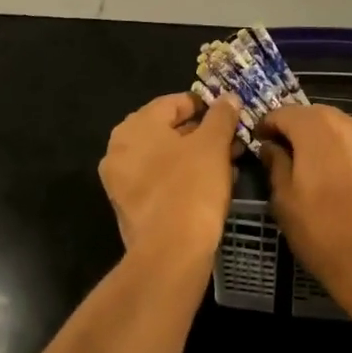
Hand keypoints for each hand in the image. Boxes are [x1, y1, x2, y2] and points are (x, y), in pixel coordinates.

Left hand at [99, 92, 241, 269]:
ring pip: (165, 157)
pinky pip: (159, 181)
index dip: (204, 106)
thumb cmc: (191, 188)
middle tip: (231, 140)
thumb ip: (221, 116)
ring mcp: (120, 180)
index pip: (173, 103)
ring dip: (195, 157)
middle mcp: (119, 148)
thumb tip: (228, 98)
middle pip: (167, 130)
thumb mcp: (213, 145)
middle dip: (202, 134)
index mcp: (135, 126)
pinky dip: (182, 178)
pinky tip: (210, 186)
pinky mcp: (129, 208)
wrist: (170, 255)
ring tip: (227, 163)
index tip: (229, 115)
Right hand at [258, 104, 351, 318]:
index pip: (282, 113)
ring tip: (311, 170)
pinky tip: (340, 183)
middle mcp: (346, 122)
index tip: (259, 144)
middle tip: (282, 156)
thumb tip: (272, 147)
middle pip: (312, 116)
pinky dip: (343, 155)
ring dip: (321, 142)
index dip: (267, 126)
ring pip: (337, 130)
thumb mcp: (285, 201)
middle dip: (295, 131)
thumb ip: (276, 165)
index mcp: (315, 126)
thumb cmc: (325, 232)